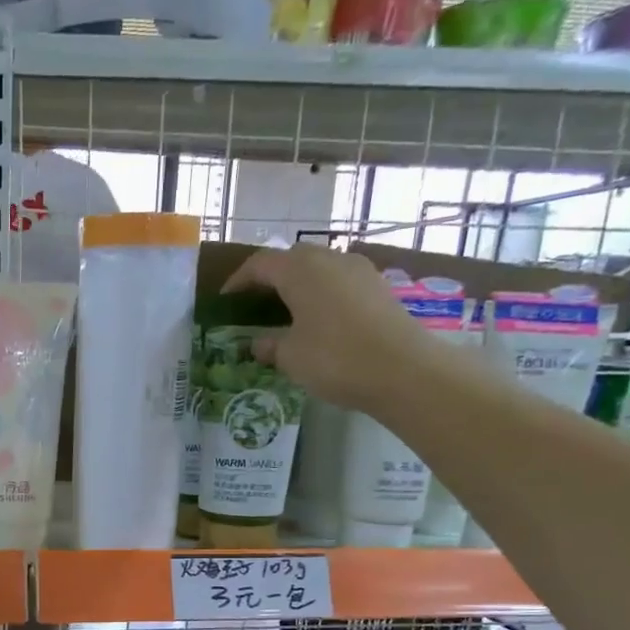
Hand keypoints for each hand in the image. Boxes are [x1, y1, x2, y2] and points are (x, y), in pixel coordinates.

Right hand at [224, 244, 443, 410]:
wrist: (404, 370)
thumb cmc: (335, 359)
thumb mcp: (290, 357)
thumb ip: (269, 345)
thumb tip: (258, 343)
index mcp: (300, 270)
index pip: (260, 264)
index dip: (239, 281)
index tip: (225, 300)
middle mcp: (330, 260)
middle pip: (292, 259)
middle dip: (270, 278)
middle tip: (255, 304)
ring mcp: (359, 271)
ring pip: (319, 268)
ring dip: (299, 285)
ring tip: (286, 313)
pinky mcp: (379, 288)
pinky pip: (340, 282)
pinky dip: (322, 295)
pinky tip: (318, 321)